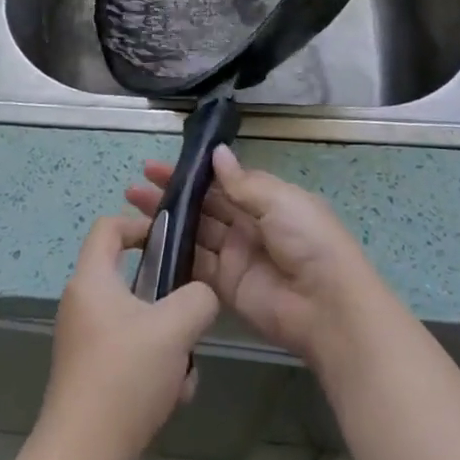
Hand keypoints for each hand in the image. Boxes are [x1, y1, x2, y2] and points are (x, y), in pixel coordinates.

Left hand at [33, 215, 219, 459]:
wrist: (83, 459)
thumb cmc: (124, 377)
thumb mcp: (175, 328)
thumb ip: (198, 298)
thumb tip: (201, 295)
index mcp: (92, 280)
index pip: (109, 226)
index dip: (141, 224)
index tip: (172, 242)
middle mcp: (83, 305)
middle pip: (132, 279)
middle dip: (168, 299)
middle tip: (190, 317)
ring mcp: (86, 343)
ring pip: (140, 323)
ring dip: (168, 343)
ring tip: (182, 371)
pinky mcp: (93, 377)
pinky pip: (133, 357)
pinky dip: (155, 371)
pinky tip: (171, 400)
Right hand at [125, 146, 382, 368]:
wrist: (326, 305)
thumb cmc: (308, 241)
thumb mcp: (279, 201)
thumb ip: (242, 183)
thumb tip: (217, 153)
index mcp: (266, 200)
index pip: (222, 181)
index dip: (193, 174)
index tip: (160, 165)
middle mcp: (248, 225)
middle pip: (204, 206)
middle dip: (173, 195)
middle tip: (136, 186)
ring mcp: (235, 256)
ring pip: (195, 232)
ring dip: (167, 220)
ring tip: (132, 207)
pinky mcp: (226, 285)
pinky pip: (196, 265)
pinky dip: (175, 254)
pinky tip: (148, 242)